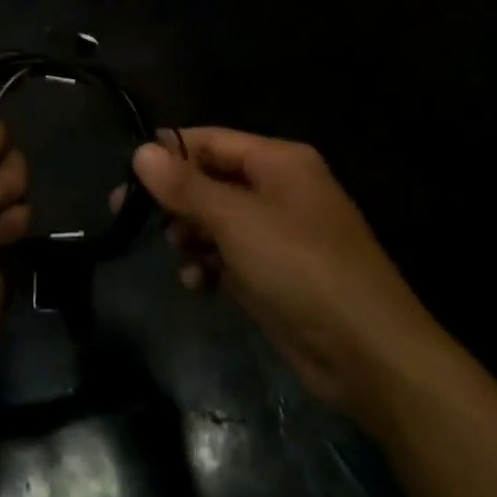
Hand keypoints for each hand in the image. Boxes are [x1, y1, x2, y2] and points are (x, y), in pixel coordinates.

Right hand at [120, 128, 444, 427]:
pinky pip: (232, 257)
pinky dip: (211, 265)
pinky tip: (197, 283)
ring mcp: (280, 234)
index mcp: (279, 161)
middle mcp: (280, 189)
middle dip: (176, 198)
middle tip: (129, 213)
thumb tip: (140, 152)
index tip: (126, 170)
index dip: (169, 151)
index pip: (211, 140)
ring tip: (176, 252)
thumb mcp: (235, 220)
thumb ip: (185, 186)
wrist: (370, 355)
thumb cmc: (300, 267)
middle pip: (212, 180)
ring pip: (218, 220)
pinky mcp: (278, 275)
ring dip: (191, 234)